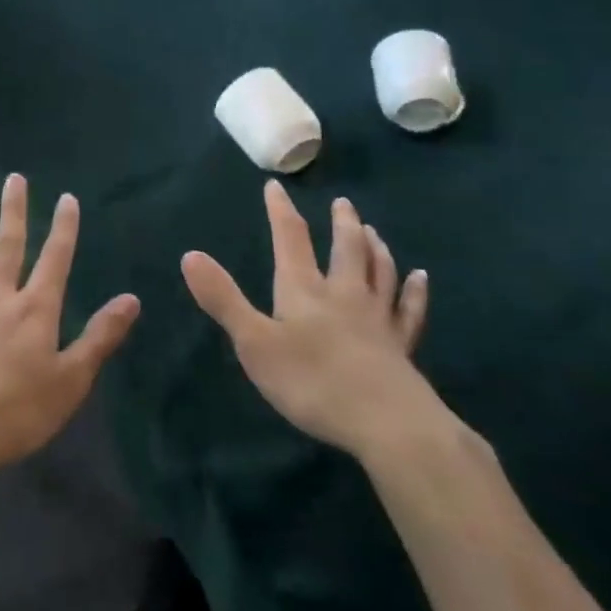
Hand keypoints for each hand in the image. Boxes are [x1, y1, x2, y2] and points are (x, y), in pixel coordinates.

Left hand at [0, 175, 140, 487]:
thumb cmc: (17, 411)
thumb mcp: (71, 380)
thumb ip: (100, 337)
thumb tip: (131, 299)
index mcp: (34, 310)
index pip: (55, 259)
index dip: (64, 228)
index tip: (67, 198)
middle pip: (7, 246)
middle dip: (13, 211)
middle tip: (13, 179)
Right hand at [181, 180, 432, 457]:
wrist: (387, 424)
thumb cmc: (312, 382)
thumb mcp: (254, 342)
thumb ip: (223, 299)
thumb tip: (190, 254)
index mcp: (304, 291)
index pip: (290, 240)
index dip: (280, 212)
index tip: (275, 186)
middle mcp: (344, 295)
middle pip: (345, 249)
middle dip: (341, 224)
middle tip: (343, 203)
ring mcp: (377, 320)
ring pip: (379, 273)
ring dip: (375, 248)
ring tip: (372, 231)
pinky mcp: (401, 348)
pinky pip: (409, 310)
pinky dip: (414, 292)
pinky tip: (420, 278)